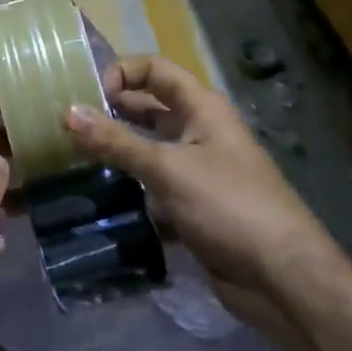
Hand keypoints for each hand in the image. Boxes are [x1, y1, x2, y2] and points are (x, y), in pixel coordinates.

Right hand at [62, 56, 344, 333]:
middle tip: (67, 126)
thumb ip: (115, 141)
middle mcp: (199, 130)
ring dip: (115, 151)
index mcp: (201, 108)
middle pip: (147, 108)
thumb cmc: (229, 206)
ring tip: (73, 159)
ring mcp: (197, 169)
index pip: (154, 69)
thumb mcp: (167, 168)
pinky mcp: (193, 205)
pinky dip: (128, 186)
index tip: (89, 95)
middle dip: (110, 112)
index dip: (121, 73)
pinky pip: (152, 184)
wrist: (284, 281)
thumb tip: (67, 112)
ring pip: (147, 148)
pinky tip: (99, 195)